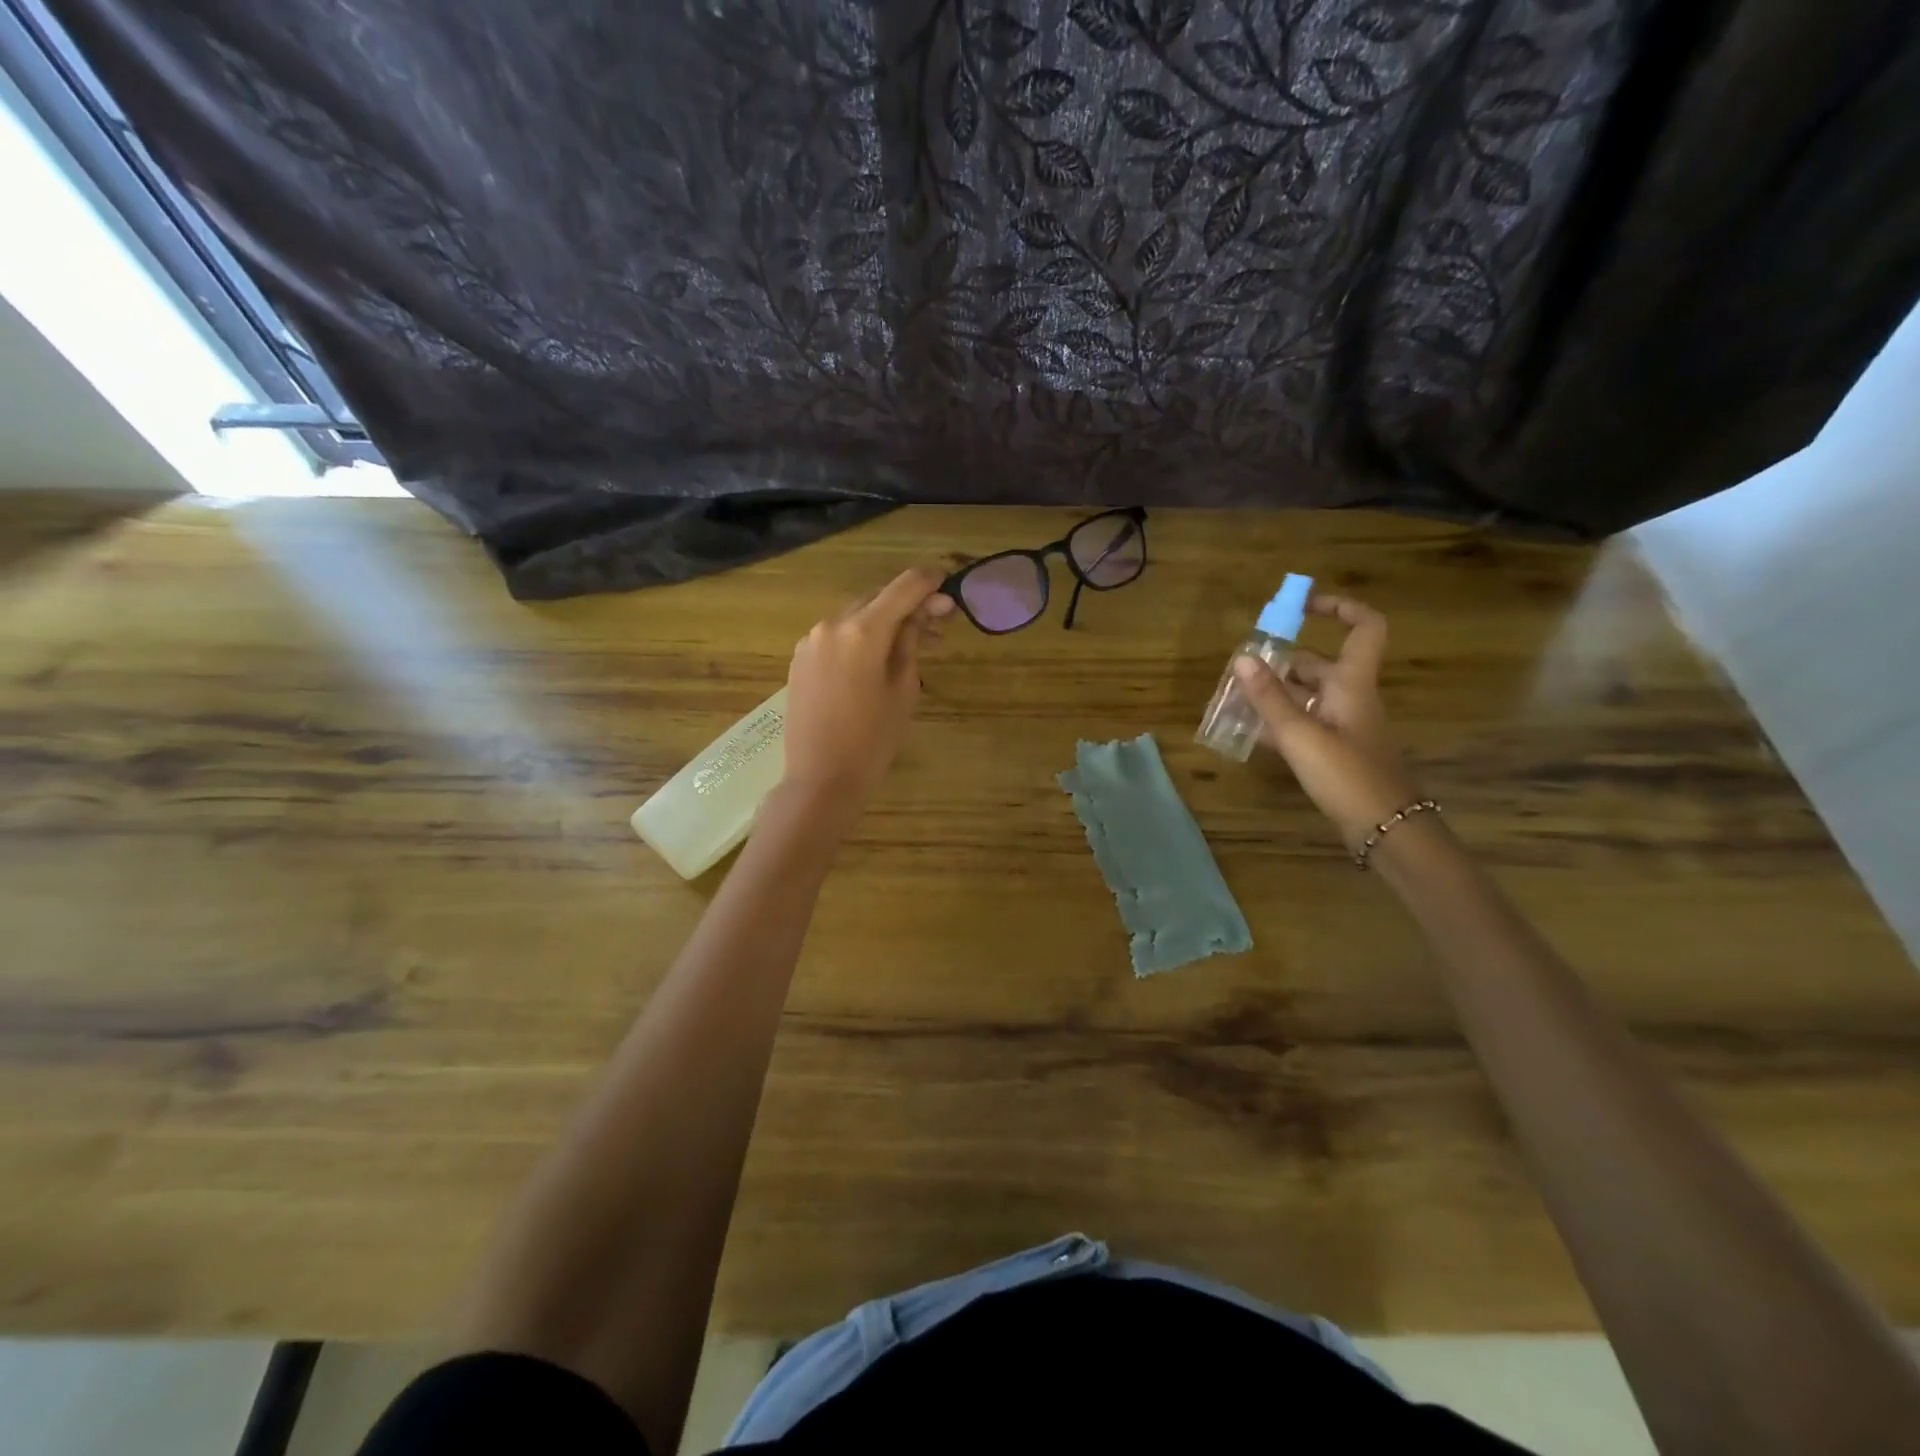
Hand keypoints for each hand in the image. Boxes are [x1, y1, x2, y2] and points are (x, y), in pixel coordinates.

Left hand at [781, 567, 952, 807]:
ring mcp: (810, 640)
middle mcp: (832, 625)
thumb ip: (911, 643)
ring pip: (856, 616)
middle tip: (938, 625)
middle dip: (909, 605)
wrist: (820, 779)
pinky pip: (837, 636)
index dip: (930, 582)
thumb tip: (923, 612)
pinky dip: (860, 637)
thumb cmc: (872, 740)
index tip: (950, 587)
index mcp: (862, 631)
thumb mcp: (904, 690)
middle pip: (878, 598)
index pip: (904, 586)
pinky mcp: (800, 658)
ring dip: (884, 622)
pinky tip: (876, 660)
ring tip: (910, 647)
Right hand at [1230, 594, 1423, 850]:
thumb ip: (1269, 697)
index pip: (1363, 627)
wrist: (1384, 828)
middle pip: (1317, 665)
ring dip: (1273, 694)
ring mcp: (1343, 726)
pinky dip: (1278, 723)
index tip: (1302, 606)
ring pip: (1306, 697)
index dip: (1338, 608)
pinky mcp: (1335, 752)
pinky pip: (1303, 725)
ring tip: (1234, 699)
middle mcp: (1350, 698)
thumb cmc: (1347, 774)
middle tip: (1241, 669)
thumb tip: (1242, 657)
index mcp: (1352, 684)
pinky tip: (1248, 732)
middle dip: (1280, 662)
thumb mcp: (1300, 734)